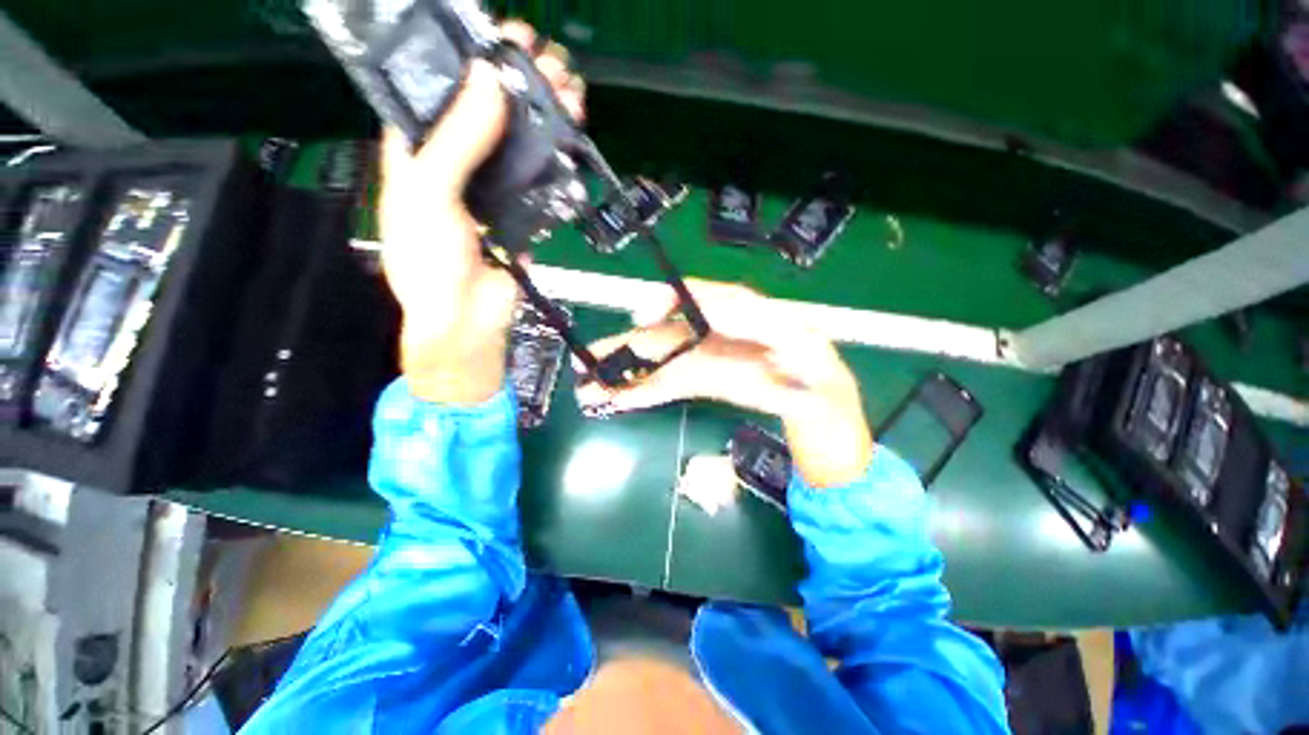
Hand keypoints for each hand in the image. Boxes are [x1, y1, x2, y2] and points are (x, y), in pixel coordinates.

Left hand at [379, 20, 584, 404]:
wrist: (467, 319)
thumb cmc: (431, 260)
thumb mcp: (430, 194)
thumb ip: (458, 140)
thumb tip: (492, 81)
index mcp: (419, 149)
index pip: (442, 89)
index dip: (472, 60)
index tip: (504, 39)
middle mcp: (457, 161)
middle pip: (490, 110)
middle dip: (520, 83)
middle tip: (549, 62)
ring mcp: (493, 187)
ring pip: (521, 141)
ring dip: (546, 116)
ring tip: (571, 93)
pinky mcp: (522, 212)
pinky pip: (542, 179)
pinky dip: (559, 159)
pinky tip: (573, 138)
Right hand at [576, 280, 873, 487]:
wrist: (828, 417)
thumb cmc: (825, 384)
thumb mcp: (808, 357)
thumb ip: (766, 338)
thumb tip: (714, 324)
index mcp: (748, 318)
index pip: (704, 299)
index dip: (670, 303)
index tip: (644, 316)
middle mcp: (722, 335)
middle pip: (670, 336)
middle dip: (630, 347)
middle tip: (588, 359)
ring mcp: (711, 361)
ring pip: (663, 365)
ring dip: (627, 376)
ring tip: (591, 388)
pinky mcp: (708, 384)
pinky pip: (672, 385)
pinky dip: (645, 392)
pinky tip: (621, 399)